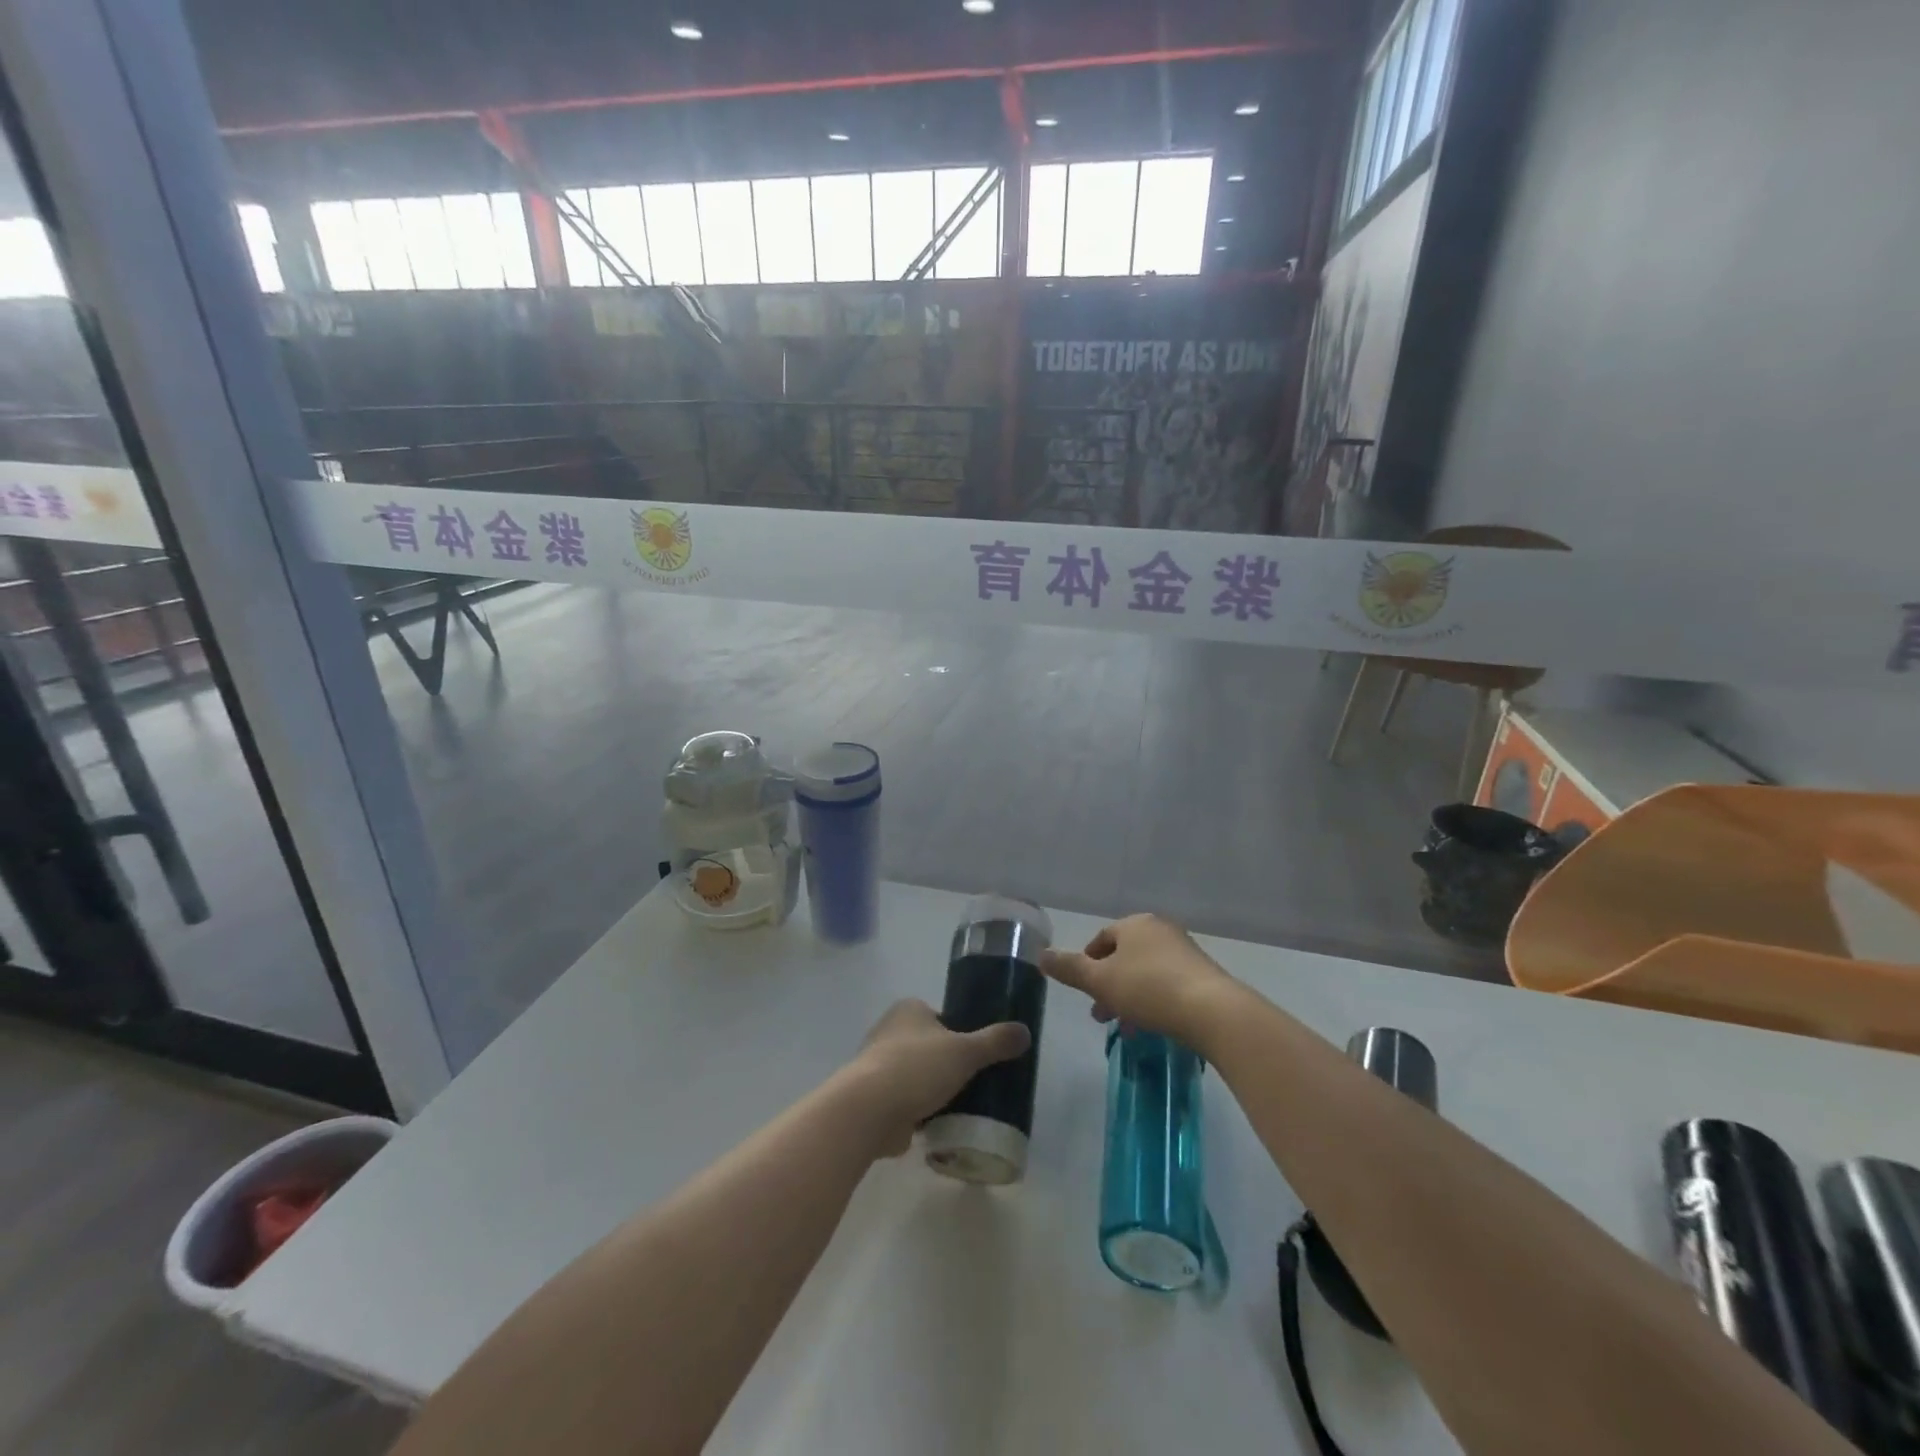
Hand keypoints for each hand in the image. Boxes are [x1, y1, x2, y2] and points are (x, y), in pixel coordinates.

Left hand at [847, 1000, 1030, 1156]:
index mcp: (909, 1009)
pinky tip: (941, 1125)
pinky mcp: (875, 1098)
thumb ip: (995, 1042)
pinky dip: (921, 1111)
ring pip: (918, 1075)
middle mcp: (890, 1031)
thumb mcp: (965, 1051)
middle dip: (949, 1064)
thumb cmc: (916, 1068)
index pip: (942, 1017)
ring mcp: (879, 1065)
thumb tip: (1025, 1032)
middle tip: (977, 1083)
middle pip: (930, 1046)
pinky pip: (906, 1101)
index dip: (962, 1033)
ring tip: (964, 1107)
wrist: (869, 1111)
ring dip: (934, 1090)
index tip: (980, 1055)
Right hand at [1039, 914, 1235, 1045]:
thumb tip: (1040, 955)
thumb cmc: (1149, 989)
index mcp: (1135, 924)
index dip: (1087, 962)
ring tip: (1124, 1028)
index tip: (1082, 988)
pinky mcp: (1203, 975)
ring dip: (1129, 997)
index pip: (1102, 938)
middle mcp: (1161, 931)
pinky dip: (1153, 1002)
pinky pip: (1167, 984)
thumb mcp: (1100, 981)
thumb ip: (1069, 968)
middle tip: (1099, 1015)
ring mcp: (1185, 952)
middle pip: (1124, 956)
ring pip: (1145, 973)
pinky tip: (1150, 1027)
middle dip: (1108, 985)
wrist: (1213, 1012)